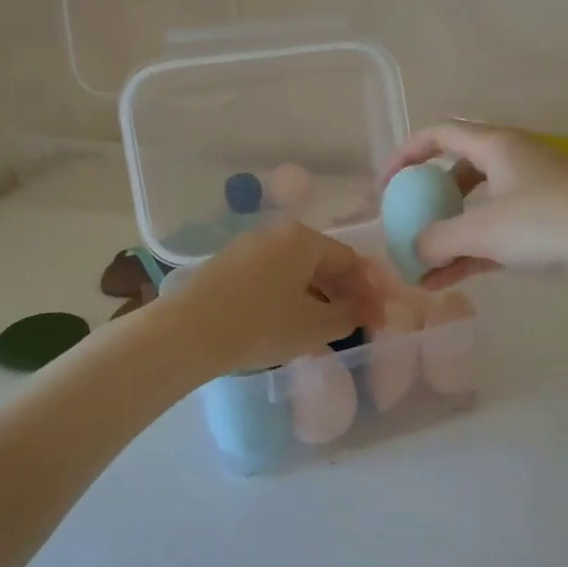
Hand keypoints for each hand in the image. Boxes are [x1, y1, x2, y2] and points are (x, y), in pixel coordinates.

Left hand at [161, 221, 383, 375]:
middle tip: (357, 324)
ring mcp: (249, 248)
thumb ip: (347, 315)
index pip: (350, 260)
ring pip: (297, 271)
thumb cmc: (260, 325)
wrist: (187, 332)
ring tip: (327, 329)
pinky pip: (273, 278)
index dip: (370, 292)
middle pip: (323, 262)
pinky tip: (291, 324)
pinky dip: (291, 298)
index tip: (379, 320)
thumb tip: (361, 310)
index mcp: (303, 239)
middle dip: (345, 294)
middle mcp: (277, 234)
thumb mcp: (314, 326)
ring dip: (318, 297)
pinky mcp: (228, 266)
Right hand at [379, 121, 567, 296]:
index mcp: (496, 145)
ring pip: (475, 211)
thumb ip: (437, 239)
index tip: (384, 186)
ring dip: (446, 236)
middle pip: (456, 173)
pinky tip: (444, 282)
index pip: (439, 135)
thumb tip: (412, 252)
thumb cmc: (550, 222)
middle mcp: (511, 164)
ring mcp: (530, 197)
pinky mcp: (544, 230)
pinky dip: (469, 255)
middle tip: (406, 226)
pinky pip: (494, 237)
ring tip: (419, 269)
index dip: (406, 154)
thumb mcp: (483, 229)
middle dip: (427, 200)